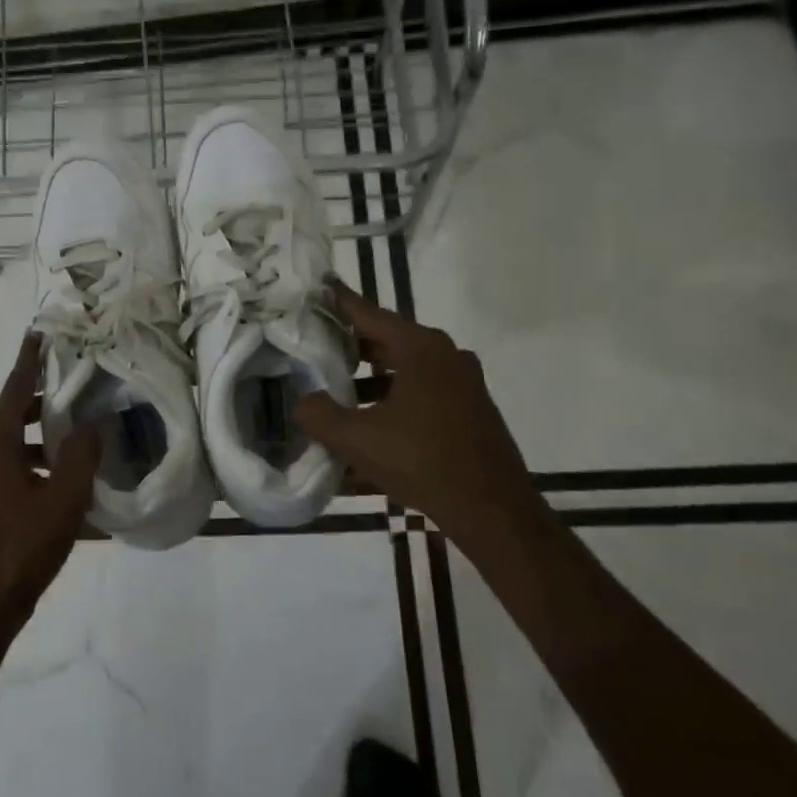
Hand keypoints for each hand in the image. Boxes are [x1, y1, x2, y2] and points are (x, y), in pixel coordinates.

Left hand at [0, 333, 99, 635]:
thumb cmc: (20, 547)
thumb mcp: (62, 499)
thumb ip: (80, 455)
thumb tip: (93, 424)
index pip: (14, 387)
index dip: (29, 360)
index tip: (39, 333)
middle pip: (12, 414)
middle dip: (43, 400)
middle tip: (77, 388)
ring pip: (11, 445)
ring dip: (41, 438)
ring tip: (79, 438)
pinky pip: (9, 471)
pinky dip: (34, 466)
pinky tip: (63, 486)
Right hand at [297, 283, 539, 545]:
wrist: (493, 510)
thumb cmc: (422, 462)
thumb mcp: (358, 439)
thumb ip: (320, 415)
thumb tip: (303, 402)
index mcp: (421, 349)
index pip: (370, 314)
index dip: (341, 302)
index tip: (320, 286)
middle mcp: (446, 355)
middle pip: (389, 340)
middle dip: (353, 345)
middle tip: (318, 346)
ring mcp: (464, 382)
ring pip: (406, 368)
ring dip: (372, 377)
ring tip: (339, 392)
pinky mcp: (471, 409)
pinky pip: (423, 391)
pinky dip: (394, 397)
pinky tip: (372, 425)